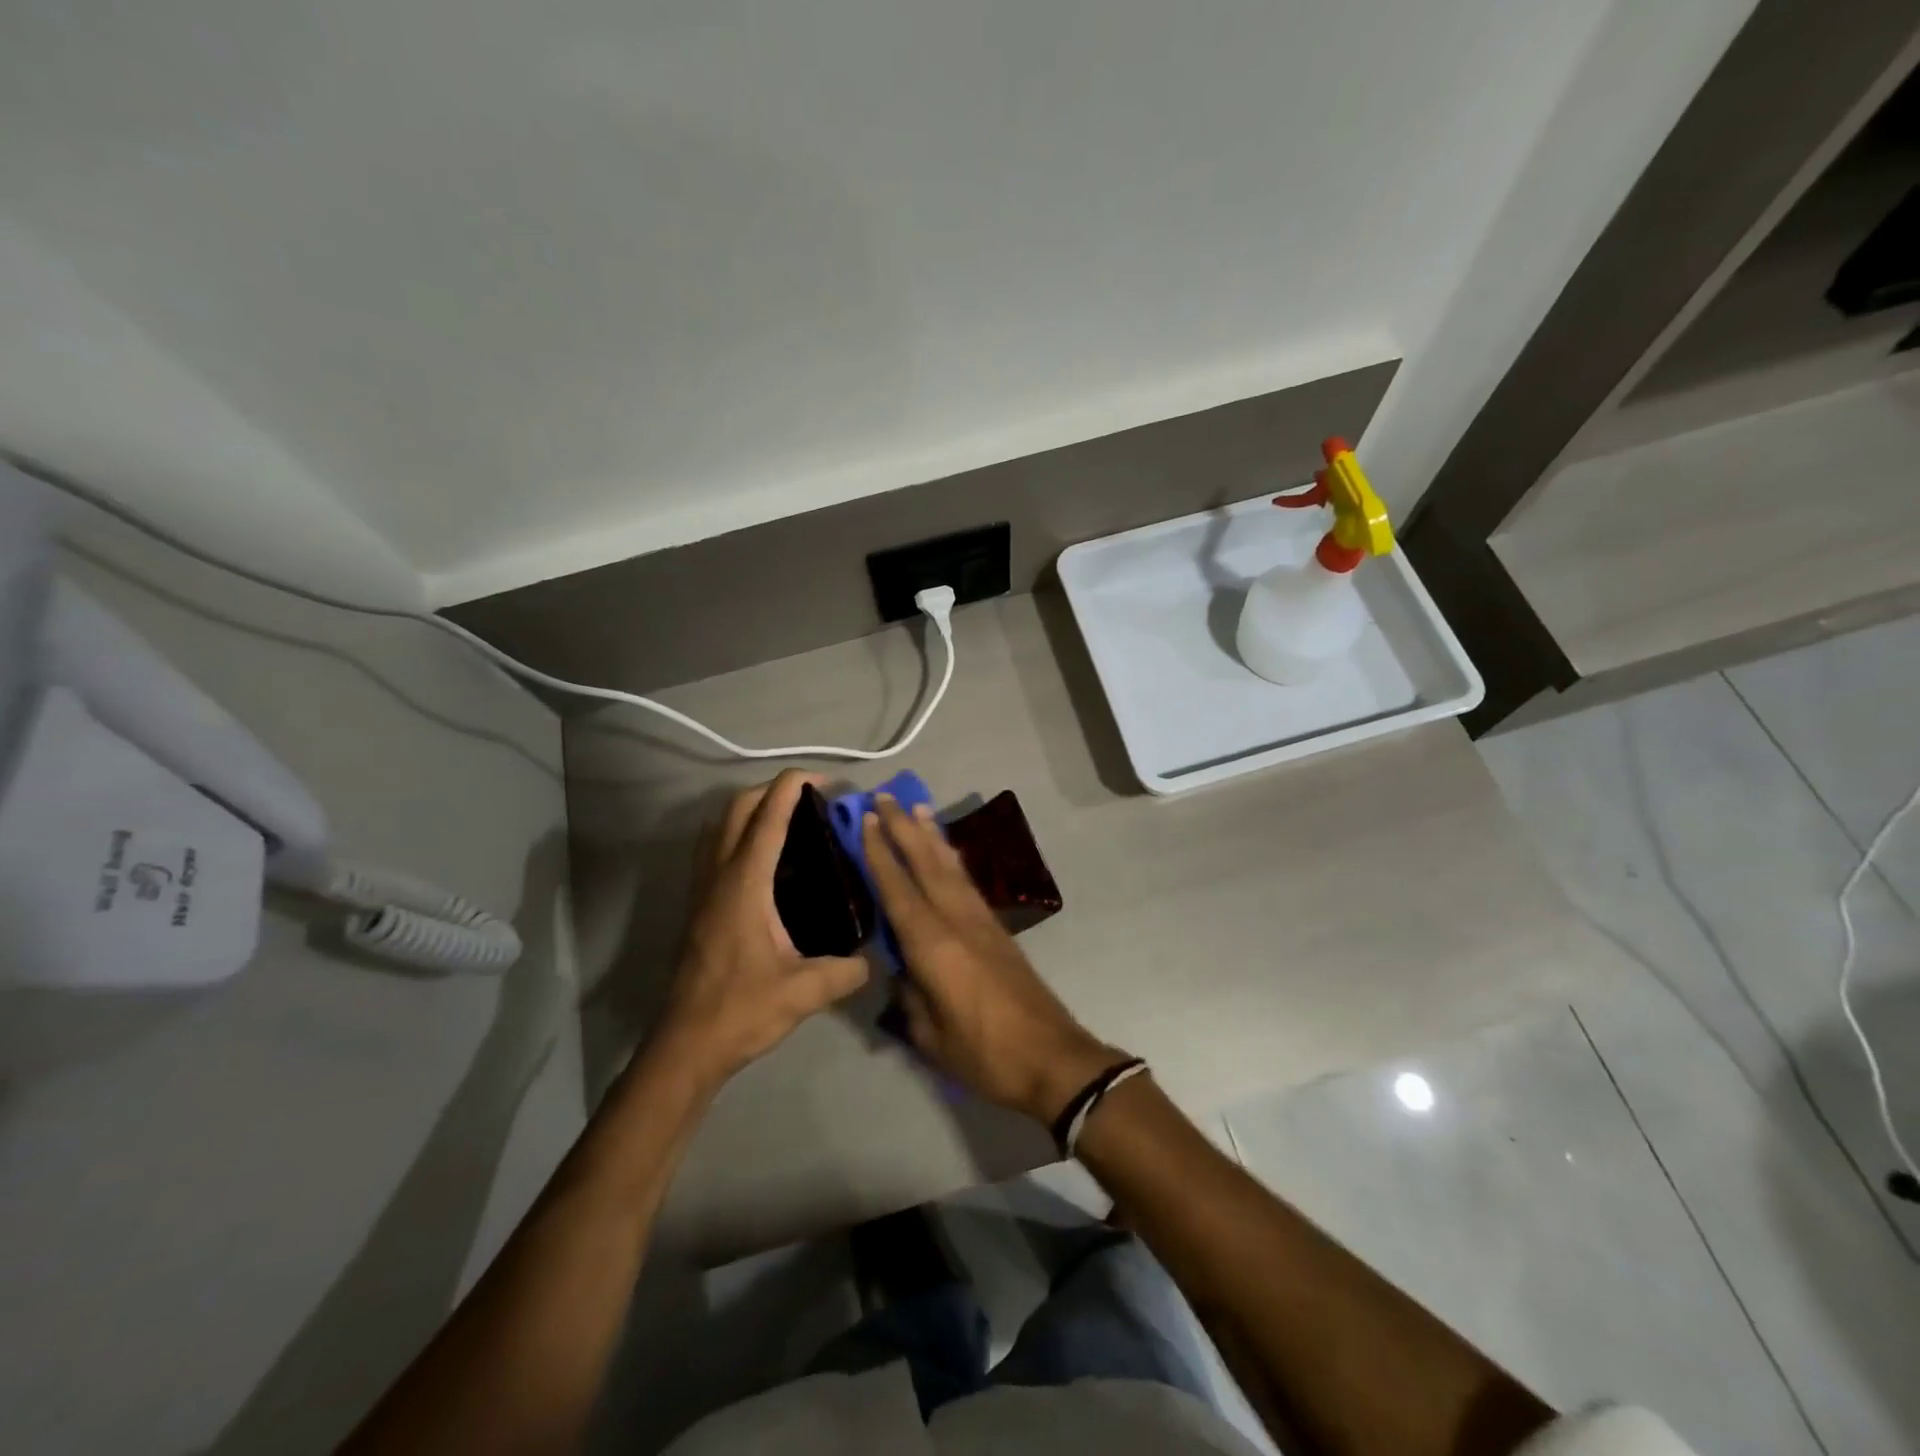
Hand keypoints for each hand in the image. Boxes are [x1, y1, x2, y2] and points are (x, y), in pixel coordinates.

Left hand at [650, 771, 868, 1092]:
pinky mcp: (698, 905)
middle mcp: (719, 876)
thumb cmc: (741, 1011)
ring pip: (720, 826)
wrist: (686, 1046)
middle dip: (772, 790)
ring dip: (751, 809)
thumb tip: (875, 957)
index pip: (767, 818)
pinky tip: (765, 860)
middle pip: (737, 809)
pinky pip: (715, 849)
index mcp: (745, 884)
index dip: (792, 787)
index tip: (823, 779)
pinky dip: (738, 834)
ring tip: (789, 820)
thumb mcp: (804, 992)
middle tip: (811, 799)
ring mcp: (702, 889)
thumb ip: (847, 970)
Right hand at [862, 796, 1124, 1123]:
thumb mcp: (929, 1036)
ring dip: (931, 836)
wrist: (1052, 1058)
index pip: (898, 889)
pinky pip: (967, 882)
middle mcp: (957, 921)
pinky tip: (946, 853)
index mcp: (933, 945)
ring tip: (917, 808)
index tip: (866, 820)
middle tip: (885, 796)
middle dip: (903, 828)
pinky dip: (952, 860)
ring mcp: (981, 922)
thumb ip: (908, 996)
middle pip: (925, 864)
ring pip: (951, 867)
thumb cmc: (984, 1054)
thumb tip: (899, 969)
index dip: (879, 853)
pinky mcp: (998, 930)